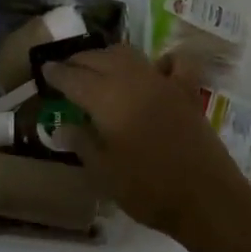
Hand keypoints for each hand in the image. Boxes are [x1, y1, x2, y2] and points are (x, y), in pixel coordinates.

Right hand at [41, 42, 250, 239]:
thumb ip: (81, 142)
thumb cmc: (147, 188)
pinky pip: (172, 63)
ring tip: (99, 66)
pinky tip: (155, 68)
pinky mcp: (185, 90)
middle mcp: (130, 79)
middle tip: (66, 70)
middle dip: (79, 61)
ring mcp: (161, 80)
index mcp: (105, 98)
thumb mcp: (103, 172)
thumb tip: (62, 126)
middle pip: (98, 58)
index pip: (72, 77)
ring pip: (128, 54)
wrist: (205, 197)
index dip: (56, 73)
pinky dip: (161, 60)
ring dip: (109, 56)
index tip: (44, 70)